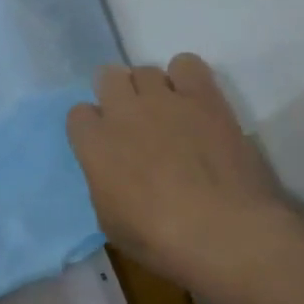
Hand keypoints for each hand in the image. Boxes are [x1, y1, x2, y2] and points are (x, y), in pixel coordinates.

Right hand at [66, 54, 303, 293]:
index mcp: (94, 144)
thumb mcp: (111, 221)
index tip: (107, 145)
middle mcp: (122, 112)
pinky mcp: (204, 97)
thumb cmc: (160, 240)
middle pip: (108, 77)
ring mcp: (164, 100)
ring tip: (168, 113)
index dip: (93, 128)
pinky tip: (194, 101)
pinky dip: (186, 77)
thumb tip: (111, 172)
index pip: (79, 114)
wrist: (225, 233)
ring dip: (151, 89)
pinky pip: (187, 64)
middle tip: (134, 122)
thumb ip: (104, 184)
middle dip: (117, 95)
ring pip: (145, 69)